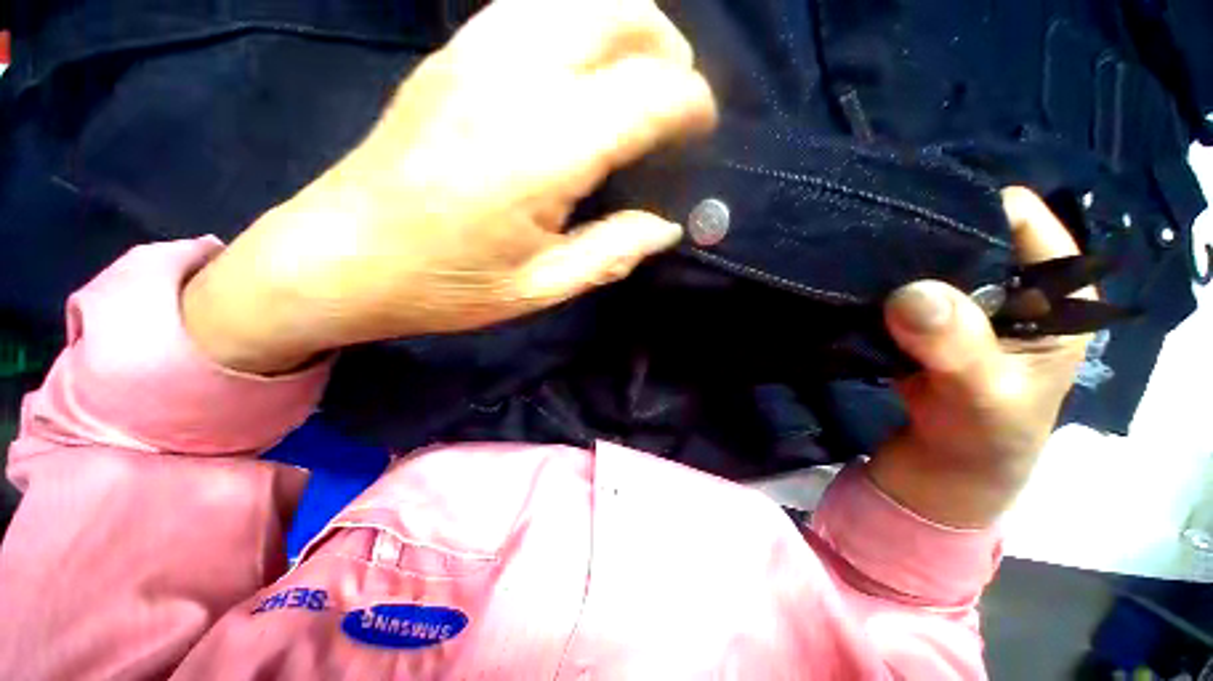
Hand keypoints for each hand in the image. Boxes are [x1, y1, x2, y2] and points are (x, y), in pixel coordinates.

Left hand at [183, 0, 716, 373]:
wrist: (342, 257)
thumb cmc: (446, 284)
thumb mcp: (542, 288)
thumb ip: (613, 253)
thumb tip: (665, 228)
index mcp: (544, 150)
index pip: (649, 93)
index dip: (691, 104)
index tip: (702, 130)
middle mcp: (516, 79)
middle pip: (622, 14)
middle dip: (670, 49)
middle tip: (677, 100)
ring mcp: (477, 53)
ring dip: (629, 25)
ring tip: (641, 76)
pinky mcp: (452, 54)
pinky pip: (535, 7)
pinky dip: (580, 23)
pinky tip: (583, 67)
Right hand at [866, 188, 1091, 527]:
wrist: (944, 467)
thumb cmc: (984, 438)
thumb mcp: (984, 396)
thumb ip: (958, 347)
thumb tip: (910, 293)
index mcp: (1057, 294)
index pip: (1019, 220)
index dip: (969, 209)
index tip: (909, 209)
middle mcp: (1014, 286)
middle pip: (969, 234)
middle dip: (923, 232)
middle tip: (870, 230)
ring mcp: (967, 302)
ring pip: (930, 260)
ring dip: (895, 259)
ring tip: (854, 250)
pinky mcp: (928, 320)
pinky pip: (902, 287)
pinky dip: (879, 283)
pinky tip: (853, 279)